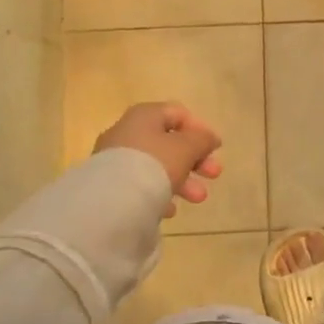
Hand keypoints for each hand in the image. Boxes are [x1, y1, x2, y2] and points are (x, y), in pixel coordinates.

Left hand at [94, 102, 223, 218]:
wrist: (111, 201)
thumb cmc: (154, 164)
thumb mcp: (186, 148)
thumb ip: (202, 140)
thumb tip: (209, 138)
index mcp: (144, 116)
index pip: (177, 114)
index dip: (200, 129)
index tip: (215, 149)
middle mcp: (126, 132)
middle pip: (168, 142)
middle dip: (195, 160)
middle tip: (214, 175)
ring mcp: (115, 159)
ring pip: (156, 166)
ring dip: (182, 180)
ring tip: (198, 199)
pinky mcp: (108, 185)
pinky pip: (140, 185)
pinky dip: (158, 194)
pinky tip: (169, 210)